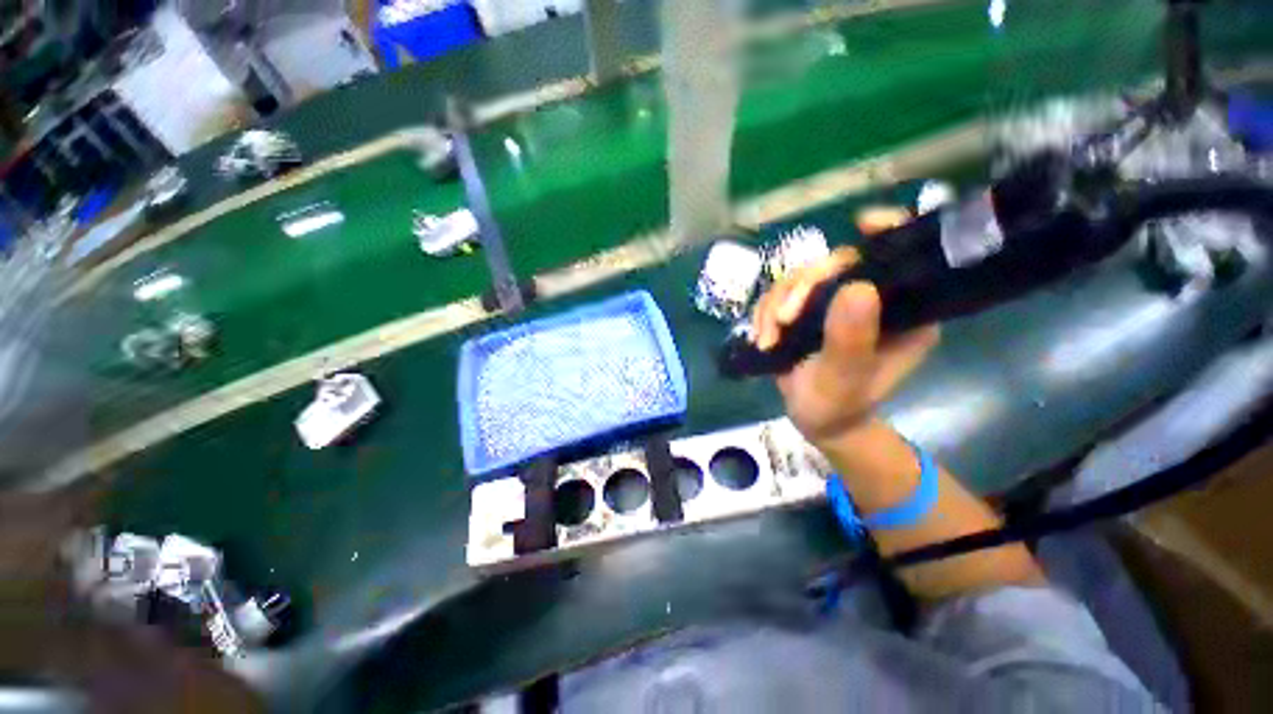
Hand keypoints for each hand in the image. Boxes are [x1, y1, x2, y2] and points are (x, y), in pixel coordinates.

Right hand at [751, 224, 938, 446]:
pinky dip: (765, 312)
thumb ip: (851, 338)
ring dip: (776, 305)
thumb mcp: (845, 378)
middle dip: (802, 288)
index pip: (904, 258)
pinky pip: (781, 294)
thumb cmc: (839, 405)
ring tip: (768, 338)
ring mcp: (835, 304)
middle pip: (837, 264)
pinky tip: (764, 337)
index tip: (862, 223)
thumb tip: (856, 286)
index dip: (888, 232)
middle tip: (783, 320)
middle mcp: (872, 300)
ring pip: (801, 278)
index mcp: (903, 312)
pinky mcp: (807, 311)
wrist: (815, 420)